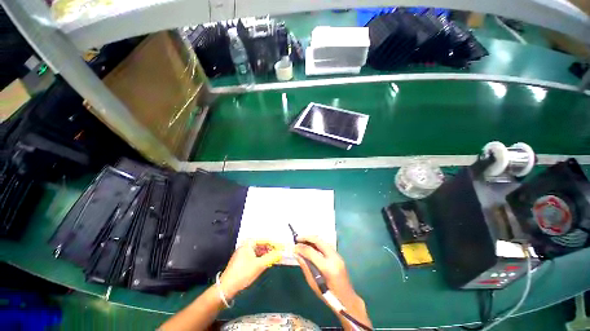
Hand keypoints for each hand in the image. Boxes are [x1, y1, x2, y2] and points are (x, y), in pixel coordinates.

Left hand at [219, 240, 282, 298]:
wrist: (226, 288)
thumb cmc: (243, 273)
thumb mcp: (259, 265)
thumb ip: (271, 257)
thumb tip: (280, 253)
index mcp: (248, 243)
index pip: (264, 240)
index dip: (274, 244)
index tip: (281, 248)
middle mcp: (245, 246)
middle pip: (261, 245)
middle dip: (270, 249)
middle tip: (279, 254)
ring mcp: (242, 253)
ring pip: (258, 251)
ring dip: (266, 254)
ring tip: (274, 258)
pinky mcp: (241, 261)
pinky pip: (254, 256)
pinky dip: (261, 259)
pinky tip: (265, 263)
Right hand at [295, 236, 370, 327]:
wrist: (347, 299)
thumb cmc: (329, 296)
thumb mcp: (314, 284)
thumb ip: (305, 267)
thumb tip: (297, 254)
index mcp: (327, 267)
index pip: (311, 251)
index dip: (301, 248)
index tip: (293, 247)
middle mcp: (333, 257)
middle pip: (318, 241)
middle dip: (306, 238)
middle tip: (297, 239)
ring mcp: (337, 255)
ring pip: (322, 241)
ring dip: (312, 239)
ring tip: (302, 241)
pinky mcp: (338, 255)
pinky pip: (326, 245)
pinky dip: (317, 243)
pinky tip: (311, 246)